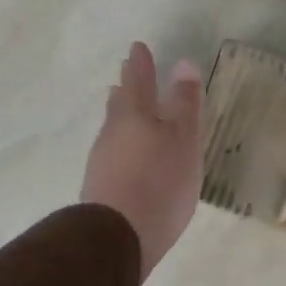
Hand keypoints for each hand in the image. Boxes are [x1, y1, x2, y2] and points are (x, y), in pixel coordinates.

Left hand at [81, 43, 204, 281]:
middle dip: (126, 88)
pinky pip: (112, 154)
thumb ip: (184, 104)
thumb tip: (183, 63)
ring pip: (113, 129)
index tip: (138, 47)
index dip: (141, 64)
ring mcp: (103, 162)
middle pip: (119, 104)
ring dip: (121, 116)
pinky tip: (127, 156)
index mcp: (134, 115)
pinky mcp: (101, 189)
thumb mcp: (182, 139)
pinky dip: (121, 145)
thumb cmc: (159, 181)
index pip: (138, 81)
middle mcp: (113, 133)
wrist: (118, 237)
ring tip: (125, 109)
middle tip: (126, 74)